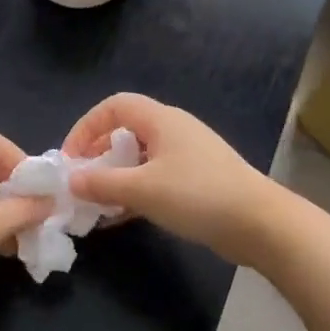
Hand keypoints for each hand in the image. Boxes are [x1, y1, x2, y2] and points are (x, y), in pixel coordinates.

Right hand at [63, 93, 273, 264]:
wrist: (259, 224)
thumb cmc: (197, 196)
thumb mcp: (142, 190)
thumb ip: (101, 183)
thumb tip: (70, 181)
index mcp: (161, 120)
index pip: (114, 106)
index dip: (86, 127)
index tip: (70, 158)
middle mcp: (174, 131)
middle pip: (126, 131)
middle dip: (98, 154)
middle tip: (82, 181)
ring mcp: (188, 156)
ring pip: (140, 158)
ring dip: (116, 177)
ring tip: (97, 202)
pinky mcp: (198, 181)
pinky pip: (156, 178)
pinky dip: (135, 192)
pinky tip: (121, 217)